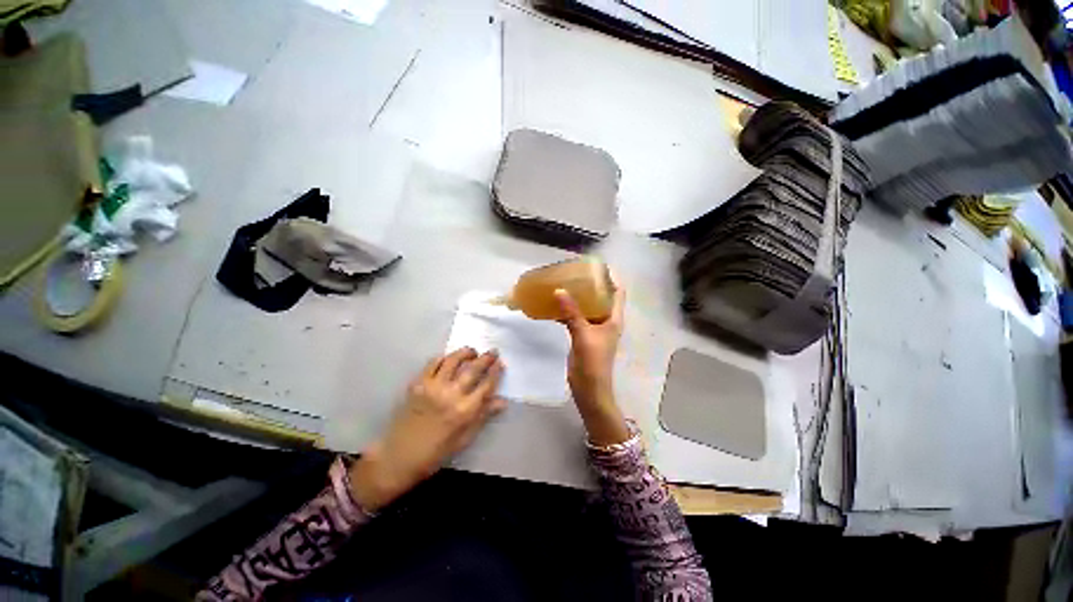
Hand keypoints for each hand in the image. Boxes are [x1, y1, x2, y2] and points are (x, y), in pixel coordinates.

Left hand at [349, 348, 505, 511]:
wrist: (399, 456)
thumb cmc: (436, 452)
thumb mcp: (465, 438)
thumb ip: (483, 415)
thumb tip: (502, 401)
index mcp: (465, 411)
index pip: (486, 385)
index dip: (496, 371)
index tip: (501, 363)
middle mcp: (451, 395)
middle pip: (473, 369)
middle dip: (486, 358)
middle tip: (492, 351)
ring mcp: (433, 387)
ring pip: (453, 360)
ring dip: (465, 352)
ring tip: (472, 351)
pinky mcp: (418, 384)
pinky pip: (433, 363)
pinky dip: (444, 357)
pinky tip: (449, 358)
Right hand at [555, 284, 629, 445]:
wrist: (589, 389)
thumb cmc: (593, 362)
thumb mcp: (583, 335)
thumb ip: (572, 313)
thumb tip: (559, 291)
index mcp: (613, 319)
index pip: (618, 292)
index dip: (612, 277)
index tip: (599, 265)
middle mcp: (606, 321)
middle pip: (601, 297)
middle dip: (591, 285)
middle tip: (575, 272)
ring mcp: (594, 329)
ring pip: (586, 307)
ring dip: (577, 297)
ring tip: (564, 284)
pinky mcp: (583, 336)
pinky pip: (575, 318)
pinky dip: (567, 311)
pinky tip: (554, 306)